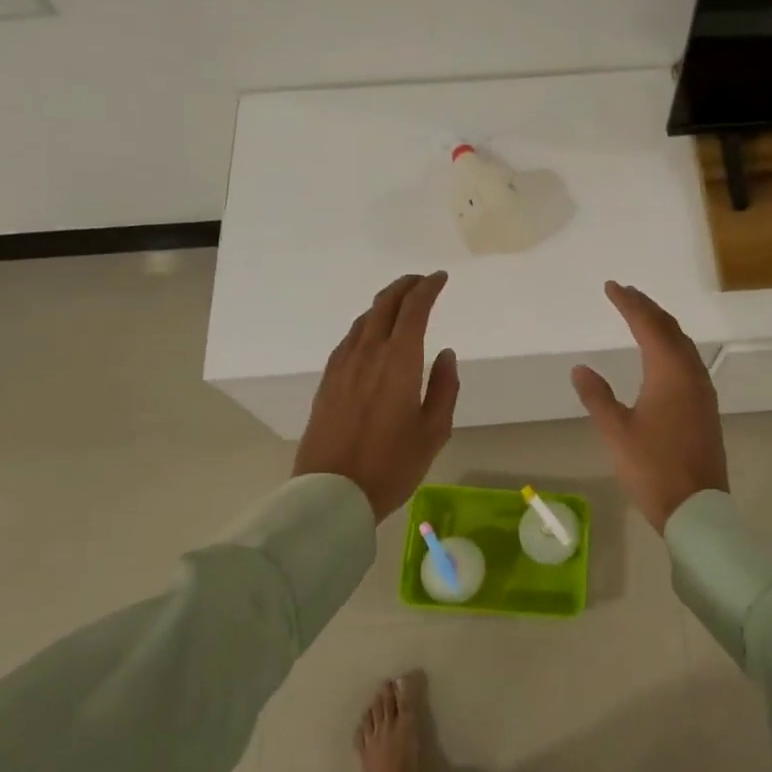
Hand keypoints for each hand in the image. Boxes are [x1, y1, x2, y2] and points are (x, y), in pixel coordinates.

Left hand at [295, 272, 459, 521]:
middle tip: (421, 281)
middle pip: (384, 304)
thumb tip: (444, 354)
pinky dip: (366, 325)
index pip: (414, 309)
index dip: (428, 288)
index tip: (440, 278)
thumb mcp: (434, 431)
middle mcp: (368, 353)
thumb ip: (444, 387)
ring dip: (384, 304)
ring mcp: (343, 366)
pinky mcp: (327, 381)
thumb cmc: (392, 464)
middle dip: (405, 286)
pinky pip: (349, 339)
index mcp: (399, 360)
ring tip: (399, 304)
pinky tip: (370, 336)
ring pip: (364, 319)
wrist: (331, 493)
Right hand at [571, 281, 727, 530]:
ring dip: (662, 325)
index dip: (629, 303)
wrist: (697, 508)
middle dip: (647, 307)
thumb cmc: (653, 468)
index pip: (647, 325)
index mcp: (669, 373)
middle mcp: (690, 374)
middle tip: (626, 293)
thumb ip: (598, 397)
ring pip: (683, 344)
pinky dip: (673, 345)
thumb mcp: (617, 432)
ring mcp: (703, 390)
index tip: (611, 286)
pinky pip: (689, 360)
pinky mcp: (706, 407)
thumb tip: (580, 368)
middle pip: (670, 328)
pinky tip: (663, 354)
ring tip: (642, 314)